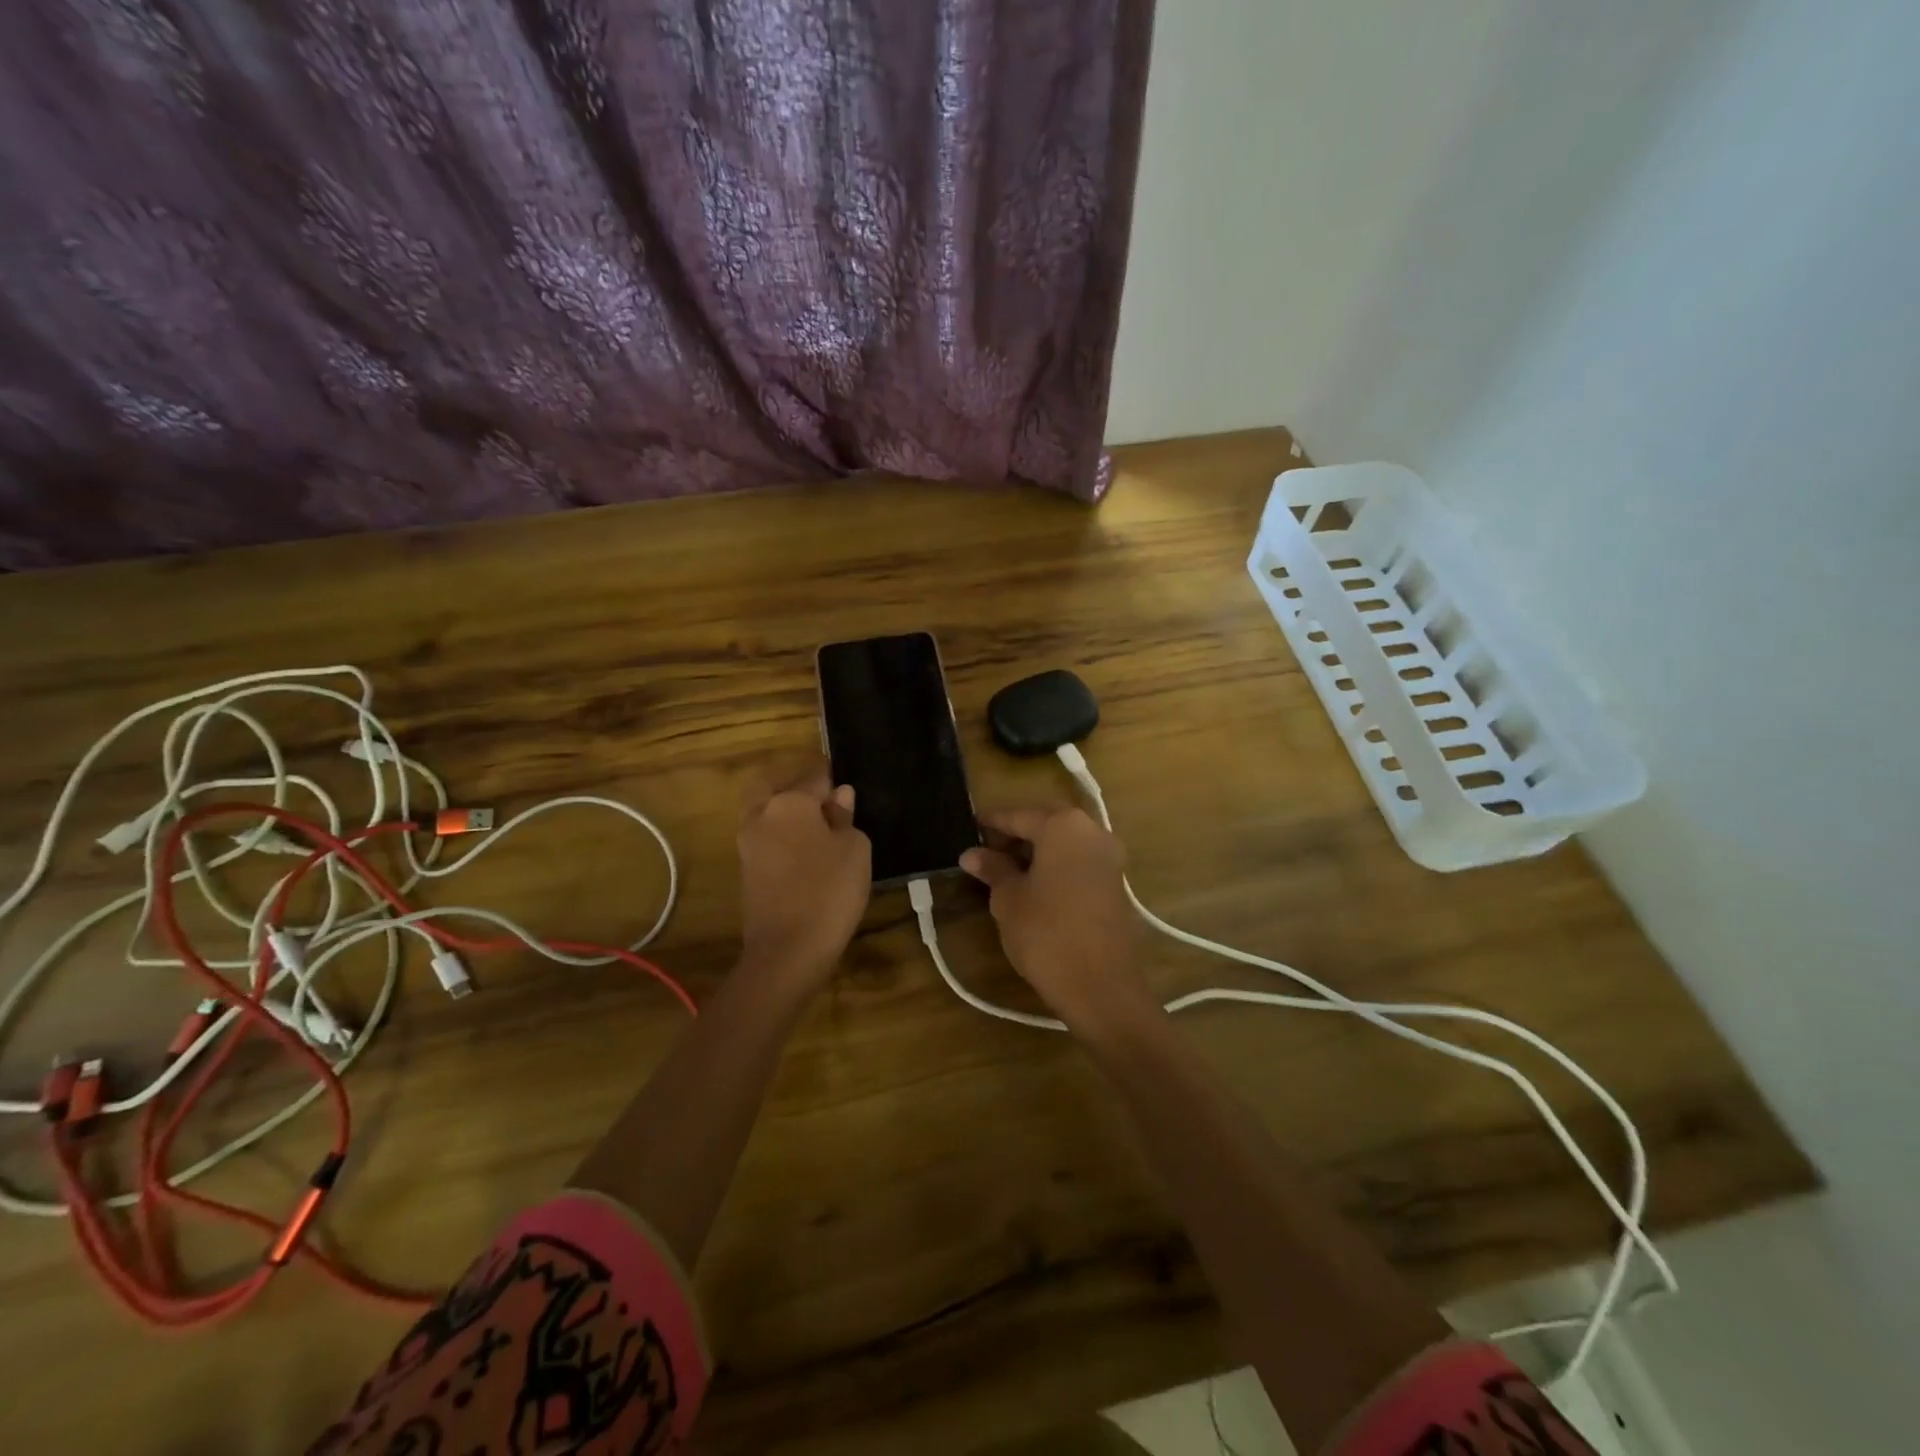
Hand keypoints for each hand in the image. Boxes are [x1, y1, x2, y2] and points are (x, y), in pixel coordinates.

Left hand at [736, 759, 871, 991]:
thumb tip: (839, 797)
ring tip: (820, 830)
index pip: (814, 777)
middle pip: (773, 787)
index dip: (832, 778)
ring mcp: (749, 845)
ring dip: (786, 815)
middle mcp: (762, 816)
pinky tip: (807, 854)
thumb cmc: (829, 890)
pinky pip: (766, 841)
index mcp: (789, 803)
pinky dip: (782, 839)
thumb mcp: (854, 849)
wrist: (788, 950)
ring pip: (766, 815)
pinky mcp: (746, 872)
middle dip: (795, 788)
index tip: (846, 782)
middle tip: (823, 800)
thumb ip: (844, 818)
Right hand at [959, 806, 1146, 1030]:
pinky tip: (1034, 885)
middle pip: (1046, 824)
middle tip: (985, 851)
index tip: (970, 827)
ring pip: (1064, 844)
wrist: (1101, 986)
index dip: (992, 822)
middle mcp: (1092, 831)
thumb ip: (993, 869)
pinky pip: (1079, 862)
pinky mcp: (1116, 883)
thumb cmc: (1046, 933)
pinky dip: (1056, 866)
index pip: (1019, 815)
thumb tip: (972, 854)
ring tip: (1005, 870)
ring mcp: (1110, 857)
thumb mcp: (1009, 899)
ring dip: (1036, 852)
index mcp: (1064, 826)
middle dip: (1016, 835)